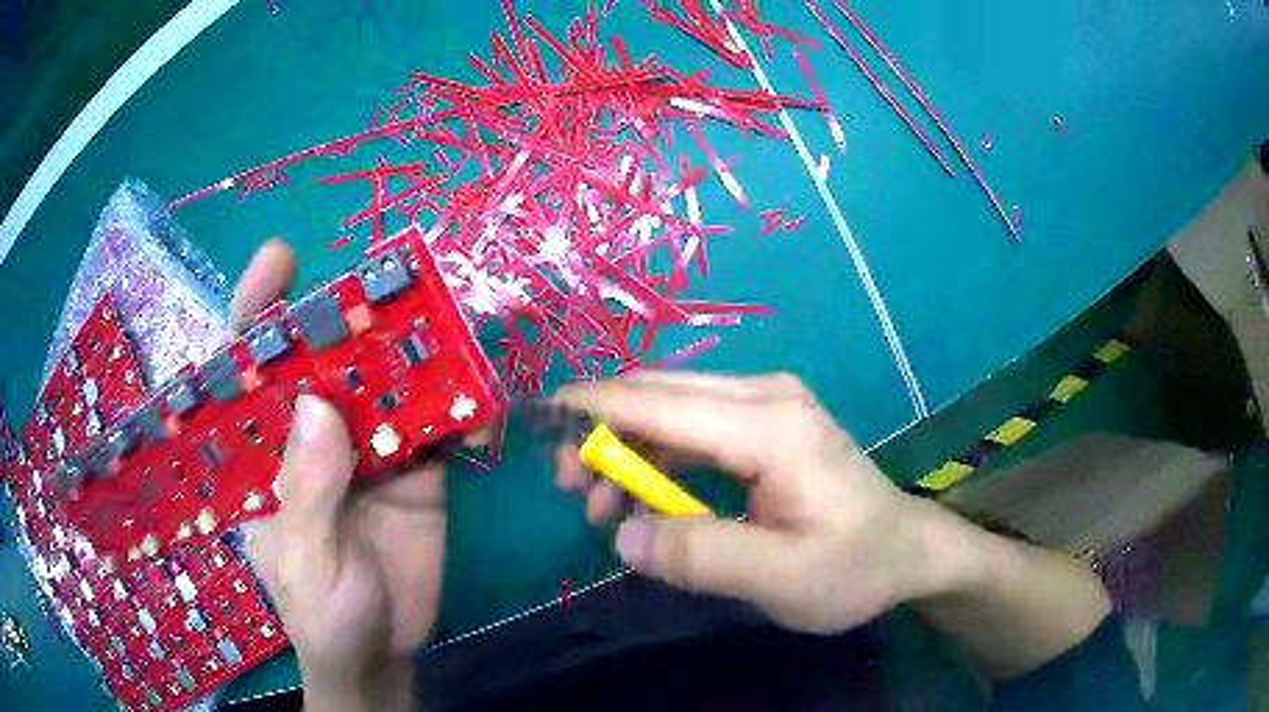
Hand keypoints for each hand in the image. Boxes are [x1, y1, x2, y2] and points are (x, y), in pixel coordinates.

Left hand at [233, 240, 442, 710]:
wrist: (383, 654)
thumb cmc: (323, 615)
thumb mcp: (308, 563)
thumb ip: (307, 492)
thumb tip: (318, 404)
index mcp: (264, 454)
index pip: (247, 372)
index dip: (258, 311)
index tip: (280, 261)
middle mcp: (310, 437)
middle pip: (323, 359)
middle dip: (348, 317)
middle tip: (383, 284)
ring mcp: (366, 449)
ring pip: (384, 384)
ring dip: (413, 355)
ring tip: (444, 327)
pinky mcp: (414, 470)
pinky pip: (436, 426)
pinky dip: (459, 410)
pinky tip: (477, 410)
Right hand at [554, 372, 970, 633]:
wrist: (908, 551)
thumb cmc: (853, 566)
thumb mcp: (779, 577)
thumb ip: (699, 557)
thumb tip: (623, 534)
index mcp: (770, 426)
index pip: (662, 404)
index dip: (596, 408)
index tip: (542, 419)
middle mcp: (766, 396)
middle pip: (661, 395)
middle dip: (604, 430)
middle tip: (570, 487)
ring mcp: (769, 405)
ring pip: (674, 408)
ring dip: (628, 447)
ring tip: (602, 505)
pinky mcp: (768, 424)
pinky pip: (695, 427)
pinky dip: (659, 456)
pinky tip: (646, 495)